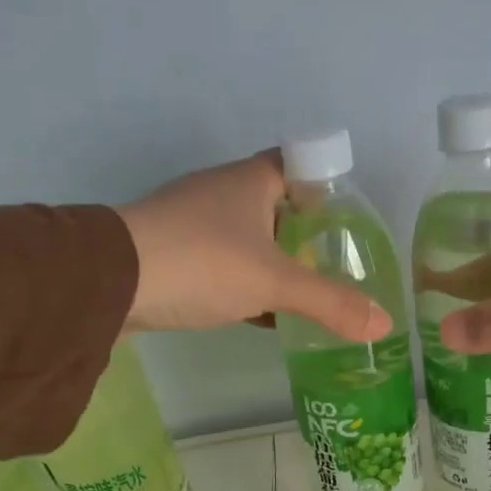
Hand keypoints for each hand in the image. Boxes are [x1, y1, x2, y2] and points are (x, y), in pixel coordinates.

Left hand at [119, 151, 390, 341]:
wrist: (106, 283)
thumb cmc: (201, 262)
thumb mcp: (274, 283)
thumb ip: (330, 303)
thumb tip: (384, 325)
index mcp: (250, 181)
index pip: (299, 164)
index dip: (326, 183)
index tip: (349, 217)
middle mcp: (221, 193)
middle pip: (276, 204)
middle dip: (306, 230)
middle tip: (338, 261)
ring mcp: (193, 224)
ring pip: (248, 238)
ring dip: (276, 260)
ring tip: (310, 289)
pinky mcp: (173, 256)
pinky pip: (224, 265)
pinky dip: (248, 284)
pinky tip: (265, 313)